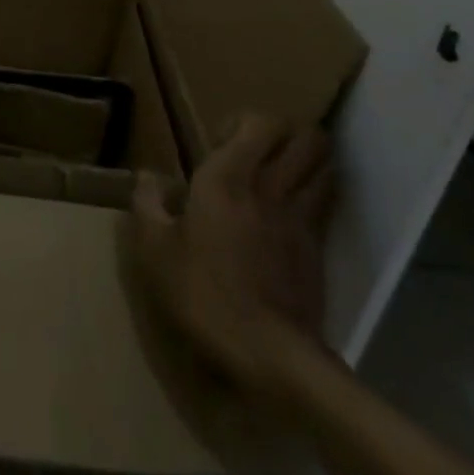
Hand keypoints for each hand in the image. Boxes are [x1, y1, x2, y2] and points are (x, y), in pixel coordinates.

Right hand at [132, 113, 336, 388]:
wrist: (269, 354)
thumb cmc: (204, 293)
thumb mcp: (155, 250)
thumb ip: (147, 204)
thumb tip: (147, 176)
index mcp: (228, 176)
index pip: (260, 121)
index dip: (244, 121)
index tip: (219, 144)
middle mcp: (270, 186)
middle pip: (306, 136)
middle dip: (289, 132)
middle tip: (260, 149)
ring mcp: (301, 217)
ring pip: (325, 165)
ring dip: (309, 159)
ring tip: (283, 172)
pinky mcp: (318, 248)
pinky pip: (326, 202)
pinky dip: (318, 192)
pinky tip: (294, 209)